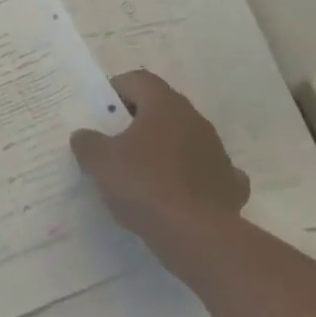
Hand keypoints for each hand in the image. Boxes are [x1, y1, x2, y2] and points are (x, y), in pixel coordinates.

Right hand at [70, 71, 247, 266]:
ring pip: (185, 139)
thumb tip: (85, 136)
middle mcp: (195, 120)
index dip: (116, 90)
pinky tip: (177, 193)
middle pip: (162, 108)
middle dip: (138, 121)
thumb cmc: (144, 185)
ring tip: (141, 172)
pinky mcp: (230, 185)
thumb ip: (87, 142)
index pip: (138, 80)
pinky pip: (206, 171)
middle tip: (114, 142)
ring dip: (164, 148)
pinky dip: (192, 177)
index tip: (100, 112)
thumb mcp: (99, 161)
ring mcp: (218, 152)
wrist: (196, 236)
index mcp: (165, 105)